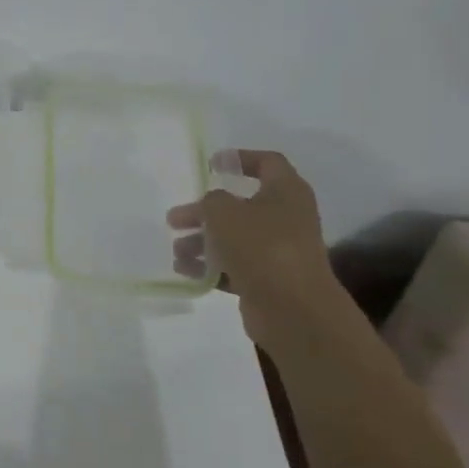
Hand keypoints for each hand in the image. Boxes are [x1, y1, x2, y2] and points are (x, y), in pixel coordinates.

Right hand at [169, 150, 349, 354]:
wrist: (293, 308)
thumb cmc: (261, 246)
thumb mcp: (224, 212)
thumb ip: (211, 201)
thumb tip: (212, 206)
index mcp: (286, 192)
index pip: (268, 162)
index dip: (240, 159)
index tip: (211, 165)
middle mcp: (286, 217)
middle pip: (240, 206)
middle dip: (204, 212)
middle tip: (175, 219)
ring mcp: (278, 250)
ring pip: (233, 238)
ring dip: (202, 242)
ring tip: (178, 253)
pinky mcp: (268, 279)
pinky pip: (234, 266)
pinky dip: (211, 267)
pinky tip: (187, 271)